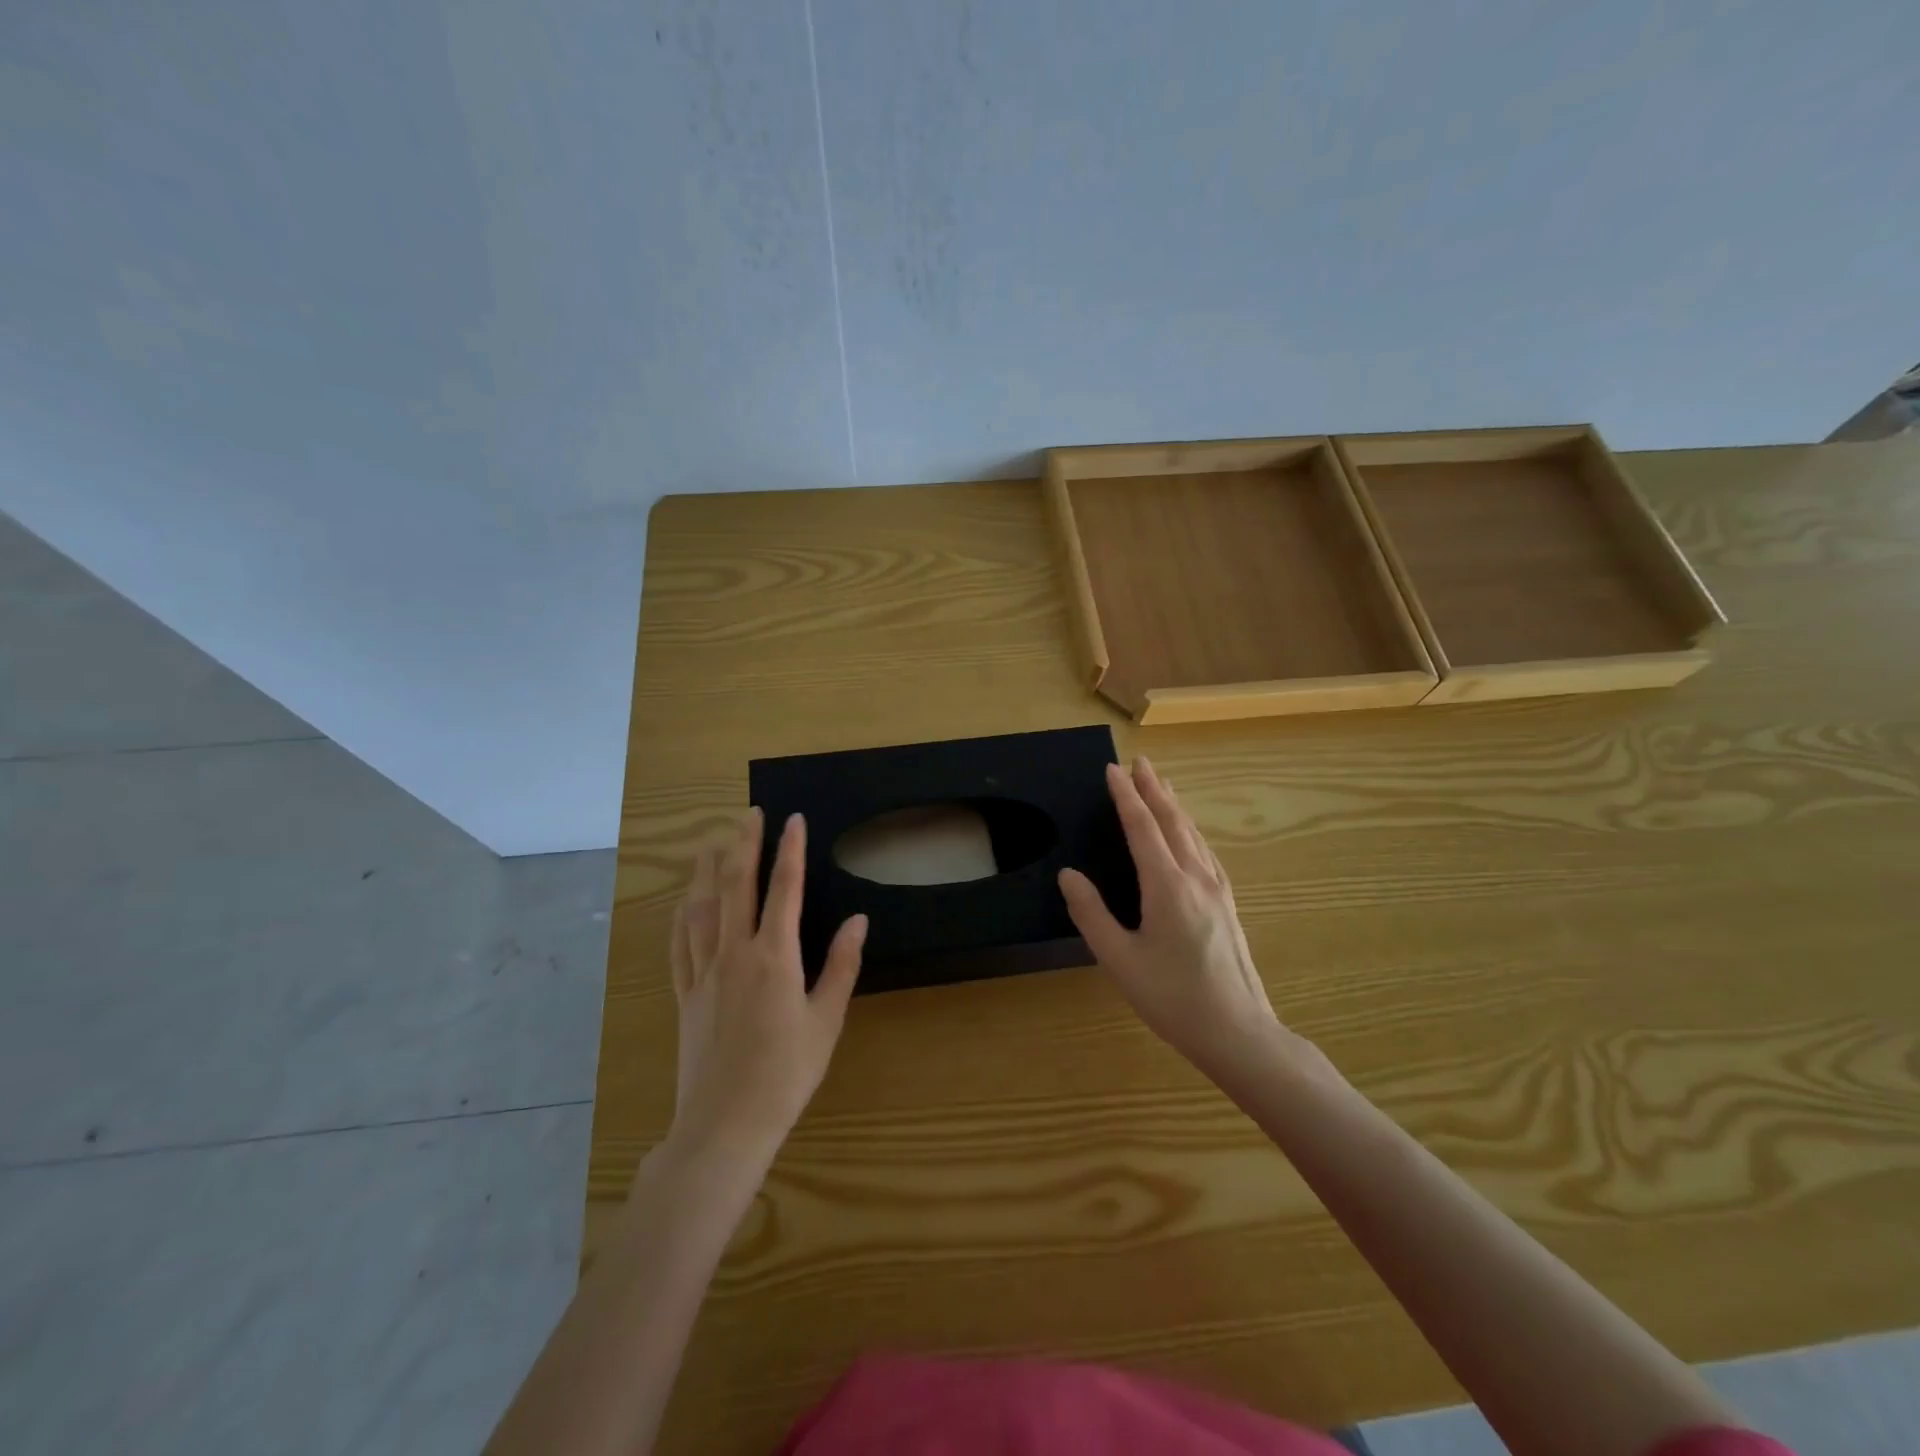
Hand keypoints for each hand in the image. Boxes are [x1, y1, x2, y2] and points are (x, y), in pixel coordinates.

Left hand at [668, 809, 866, 1166]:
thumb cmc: (786, 1073)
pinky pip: (679, 945)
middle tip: (749, 813)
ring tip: (709, 843)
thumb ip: (841, 965)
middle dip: (744, 845)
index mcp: (775, 956)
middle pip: (737, 886)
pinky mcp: (685, 995)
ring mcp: (704, 972)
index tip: (793, 818)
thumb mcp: (826, 1020)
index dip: (789, 849)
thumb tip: (858, 919)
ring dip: (706, 871)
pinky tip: (683, 903)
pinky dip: (682, 917)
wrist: (725, 1124)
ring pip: (702, 908)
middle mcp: (735, 953)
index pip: (784, 888)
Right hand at [1060, 758, 1309, 1090]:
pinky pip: (1205, 852)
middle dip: (1154, 789)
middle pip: (1172, 822)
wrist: (1240, 1033)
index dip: (1125, 797)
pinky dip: (1190, 830)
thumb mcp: (1120, 960)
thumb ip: (1091, 914)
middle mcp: (1196, 878)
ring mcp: (1218, 890)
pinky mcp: (1228, 905)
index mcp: (1167, 887)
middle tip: (1140, 762)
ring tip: (1162, 785)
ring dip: (1174, 805)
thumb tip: (1069, 874)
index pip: (1142, 828)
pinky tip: (1189, 835)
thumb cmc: (1173, 999)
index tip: (1112, 770)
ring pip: (1193, 835)